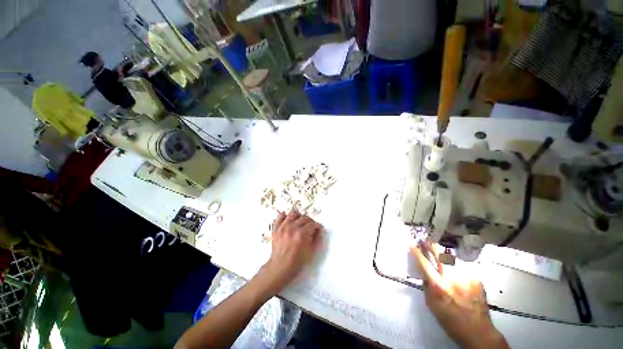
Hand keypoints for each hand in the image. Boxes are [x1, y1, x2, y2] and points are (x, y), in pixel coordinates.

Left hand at [260, 210, 322, 293]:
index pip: (312, 224)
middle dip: (310, 221)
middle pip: (304, 217)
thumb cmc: (296, 262)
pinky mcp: (276, 229)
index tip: (317, 229)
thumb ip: (316, 239)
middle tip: (310, 227)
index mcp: (302, 234)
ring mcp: (283, 227)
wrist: (279, 268)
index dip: (317, 226)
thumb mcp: (310, 252)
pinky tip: (288, 220)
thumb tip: (318, 231)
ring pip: (293, 213)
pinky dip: (284, 216)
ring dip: (298, 216)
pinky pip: (279, 217)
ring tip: (299, 222)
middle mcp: (292, 227)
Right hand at [411, 242, 508, 348]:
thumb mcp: (431, 305)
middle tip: (426, 242)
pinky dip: (456, 267)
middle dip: (430, 245)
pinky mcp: (476, 278)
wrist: (478, 331)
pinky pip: (462, 267)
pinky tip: (457, 274)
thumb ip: (427, 287)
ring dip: (443, 255)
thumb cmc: (450, 320)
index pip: (424, 263)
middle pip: (439, 253)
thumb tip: (425, 275)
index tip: (412, 245)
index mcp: (438, 285)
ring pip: (451, 257)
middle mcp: (452, 277)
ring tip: (441, 257)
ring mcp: (465, 276)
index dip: (416, 252)